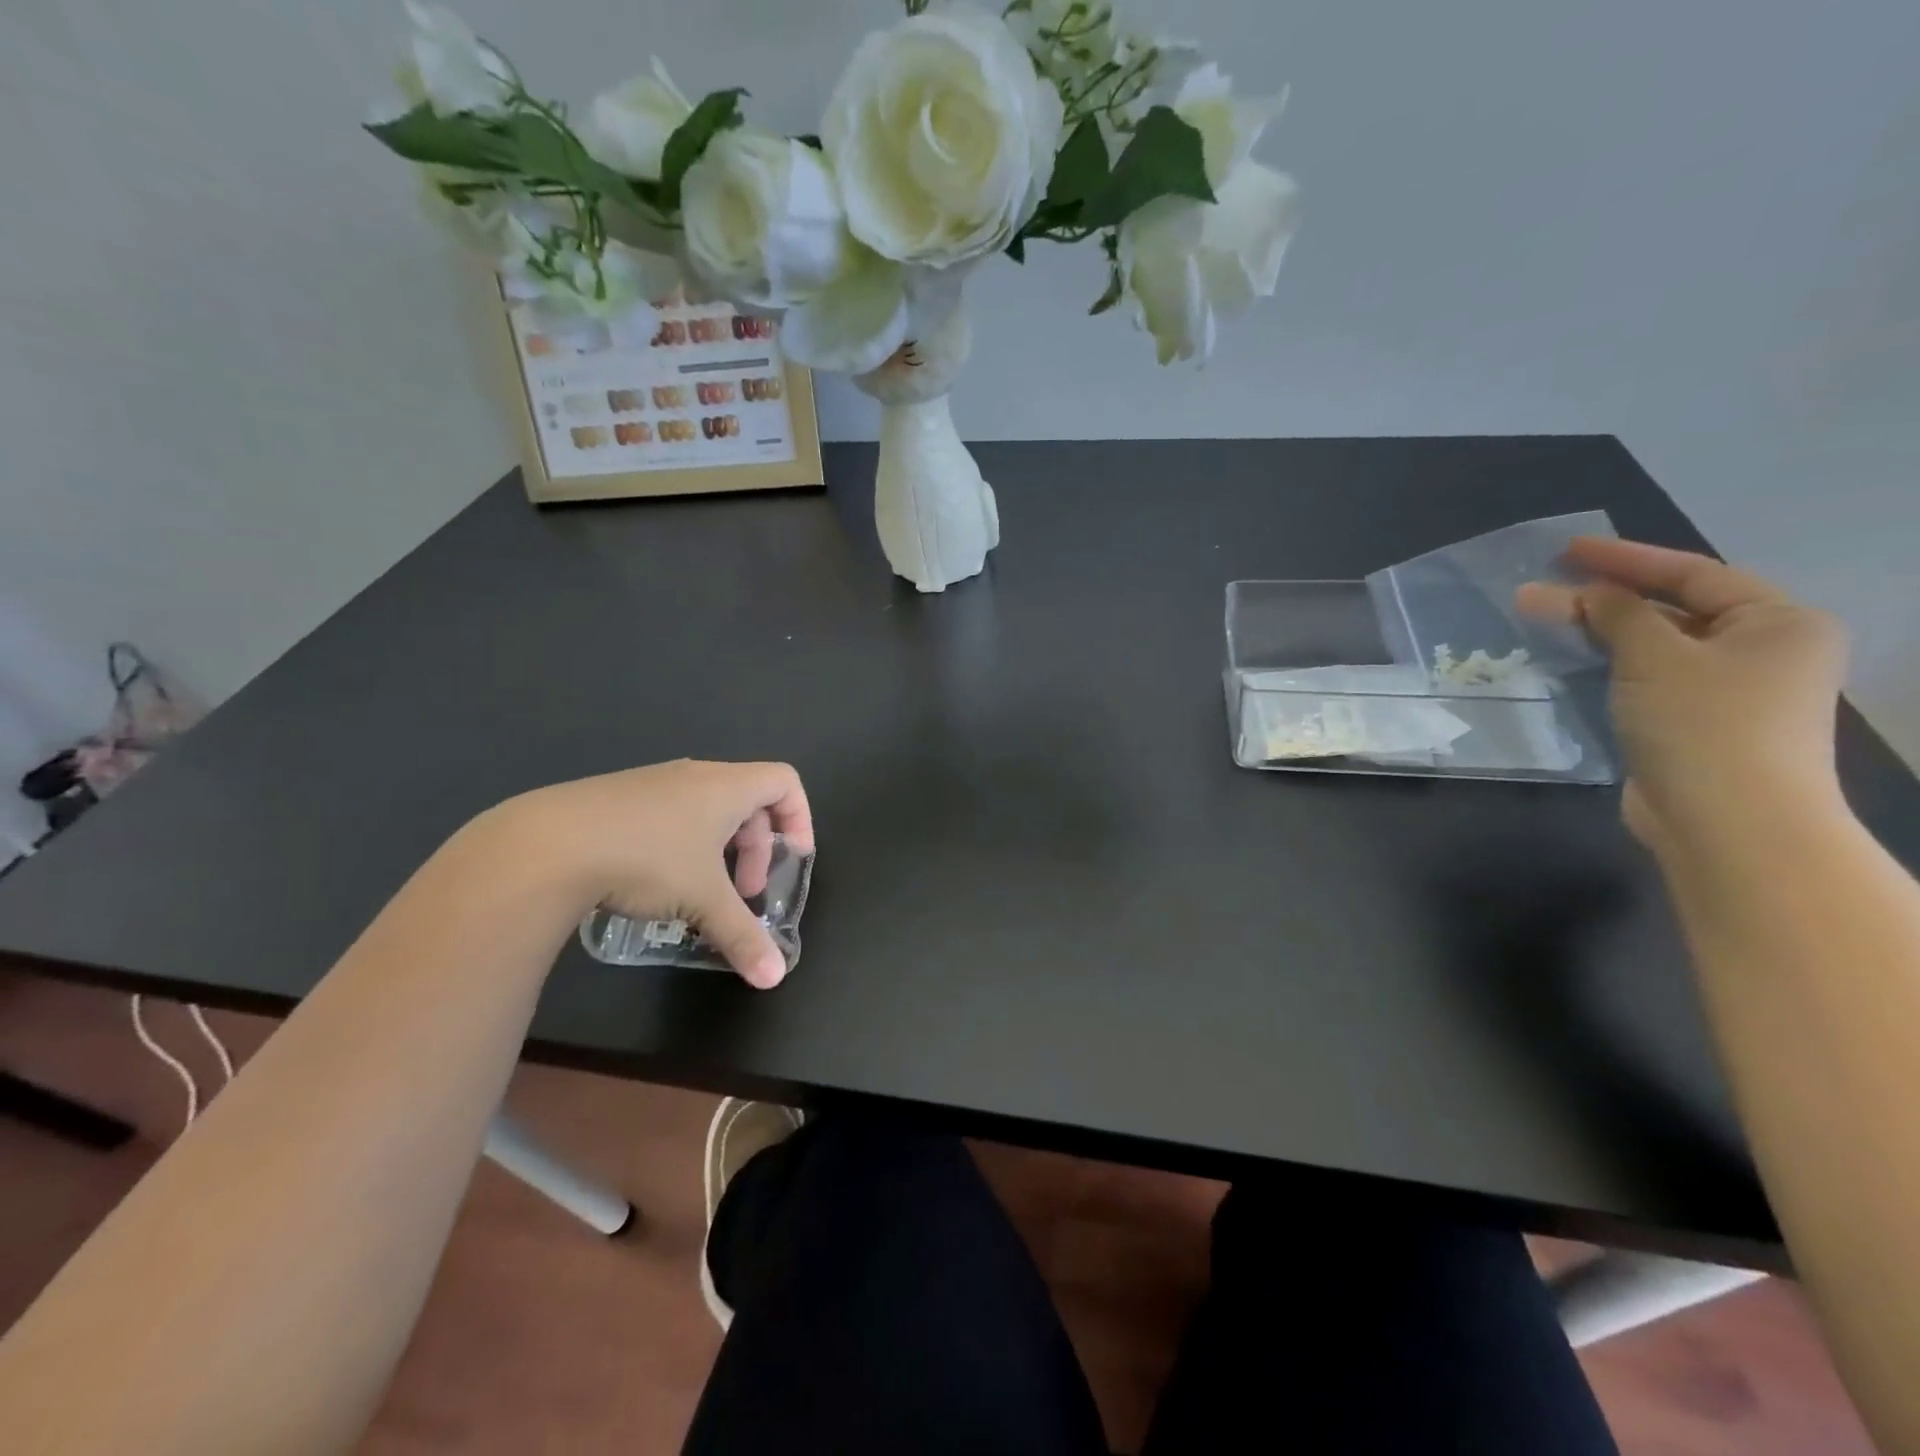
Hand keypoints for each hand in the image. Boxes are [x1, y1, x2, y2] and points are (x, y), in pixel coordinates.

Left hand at [502, 760, 812, 987]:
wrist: (547, 844)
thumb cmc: (647, 859)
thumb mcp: (703, 901)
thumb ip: (744, 937)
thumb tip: (774, 979)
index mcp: (726, 787)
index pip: (785, 781)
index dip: (800, 817)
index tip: (793, 857)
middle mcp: (695, 776)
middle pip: (749, 801)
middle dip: (757, 849)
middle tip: (745, 892)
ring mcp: (653, 783)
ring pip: (707, 810)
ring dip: (719, 851)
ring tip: (700, 893)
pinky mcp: (618, 799)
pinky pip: (671, 814)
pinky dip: (683, 846)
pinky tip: (655, 884)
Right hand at [1517, 538, 1847, 853]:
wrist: (1728, 821)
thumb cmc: (1704, 724)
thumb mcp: (1655, 657)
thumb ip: (1618, 615)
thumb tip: (1585, 592)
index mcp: (1778, 621)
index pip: (1693, 574)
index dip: (1625, 558)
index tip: (1566, 550)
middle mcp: (1764, 651)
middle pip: (1672, 610)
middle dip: (1603, 599)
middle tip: (1538, 591)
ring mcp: (1730, 692)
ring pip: (1655, 647)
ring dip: (1600, 633)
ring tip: (1543, 622)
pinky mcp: (1696, 725)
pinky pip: (1647, 680)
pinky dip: (1609, 666)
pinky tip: (1570, 662)